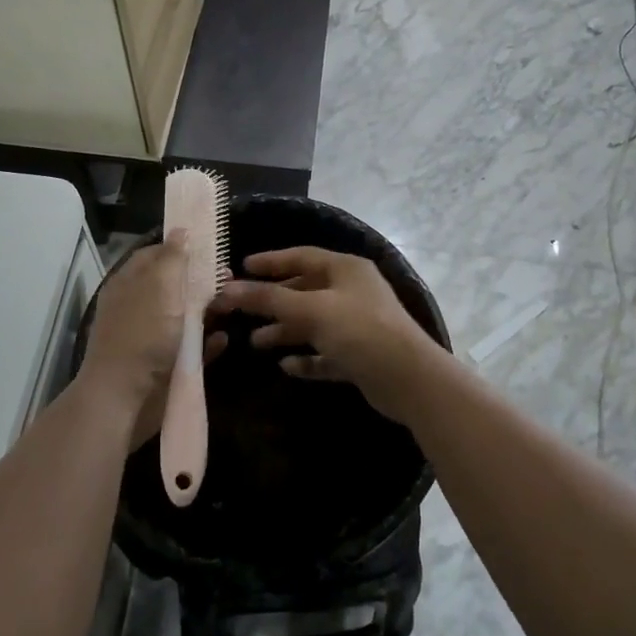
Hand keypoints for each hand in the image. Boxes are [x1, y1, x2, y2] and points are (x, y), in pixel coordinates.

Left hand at [78, 234, 222, 447]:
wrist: (123, 401)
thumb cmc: (142, 335)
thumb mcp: (159, 287)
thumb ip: (172, 258)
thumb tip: (180, 230)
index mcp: (130, 284)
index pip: (156, 254)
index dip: (182, 248)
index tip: (211, 247)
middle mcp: (139, 307)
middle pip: (174, 286)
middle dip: (202, 281)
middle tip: (230, 279)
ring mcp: (151, 338)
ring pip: (185, 317)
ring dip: (209, 311)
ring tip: (234, 306)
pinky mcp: (164, 367)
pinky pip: (191, 350)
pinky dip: (207, 343)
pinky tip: (224, 339)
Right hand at [212, 247, 444, 422]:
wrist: (409, 379)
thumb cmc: (360, 330)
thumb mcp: (311, 310)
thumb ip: (269, 299)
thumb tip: (227, 290)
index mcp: (345, 269)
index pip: (302, 257)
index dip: (271, 261)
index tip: (242, 267)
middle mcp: (352, 292)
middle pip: (305, 290)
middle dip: (274, 301)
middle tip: (241, 310)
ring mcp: (357, 324)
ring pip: (313, 323)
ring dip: (286, 330)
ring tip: (256, 342)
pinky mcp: (360, 355)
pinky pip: (326, 353)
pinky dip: (306, 358)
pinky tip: (286, 366)